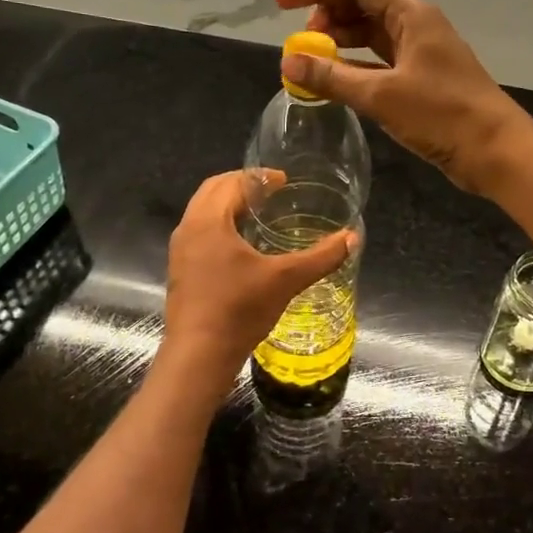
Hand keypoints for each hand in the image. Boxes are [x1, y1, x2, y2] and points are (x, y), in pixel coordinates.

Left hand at [161, 170, 354, 379]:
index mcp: (208, 221)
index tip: (284, 181)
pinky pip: (199, 234)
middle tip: (271, 192)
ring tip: (259, 215)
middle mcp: (188, 229)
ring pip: (203, 213)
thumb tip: (352, 238)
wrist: (199, 355)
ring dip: (228, 206)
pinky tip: (242, 248)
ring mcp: (180, 251)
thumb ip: (321, 257)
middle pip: (212, 191)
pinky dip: (219, 226)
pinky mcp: (180, 271)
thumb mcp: (286, 280)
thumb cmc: (239, 310)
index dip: (259, 177)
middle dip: (241, 185)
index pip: (231, 182)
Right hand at [276, 0, 530, 193]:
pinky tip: (334, 83)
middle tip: (303, 44)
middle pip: (363, 5)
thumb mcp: (381, 95)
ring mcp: (419, 53)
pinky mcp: (421, 81)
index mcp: (411, 14)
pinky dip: (353, 67)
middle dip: (327, 17)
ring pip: (370, 35)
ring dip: (339, 44)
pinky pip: (378, 62)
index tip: (283, 6)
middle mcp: (415, 25)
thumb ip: (332, 77)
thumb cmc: (442, 115)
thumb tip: (288, 62)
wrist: (494, 150)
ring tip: (312, 64)